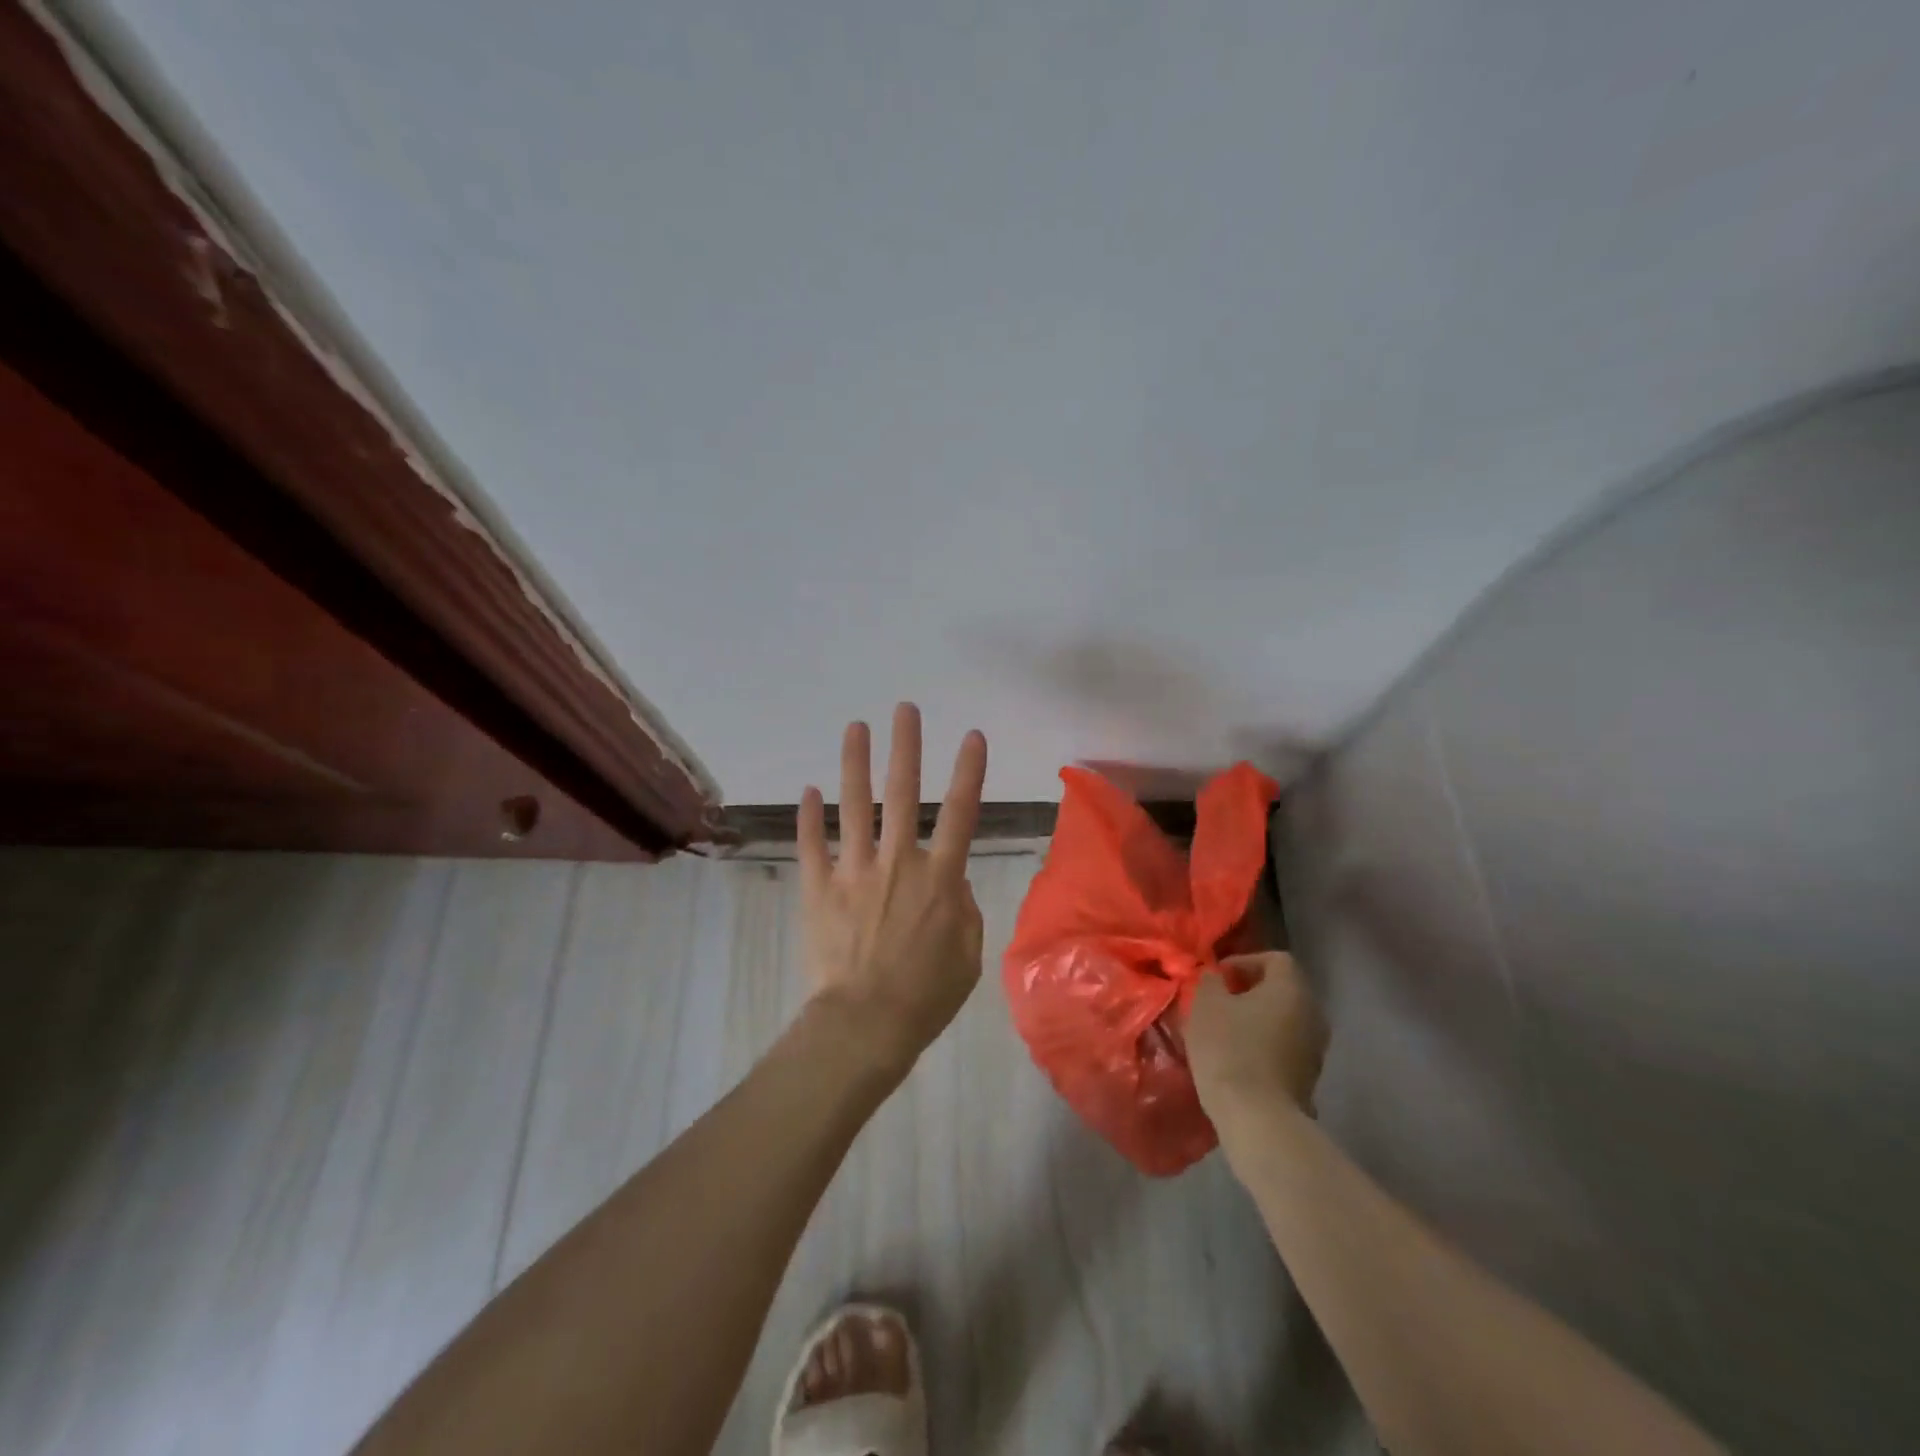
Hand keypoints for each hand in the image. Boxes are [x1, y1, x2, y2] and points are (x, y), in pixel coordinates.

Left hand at [798, 703, 988, 1078]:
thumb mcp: (968, 955)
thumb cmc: (926, 995)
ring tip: (855, 727)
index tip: (972, 736)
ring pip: (855, 806)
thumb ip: (963, 909)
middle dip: (906, 747)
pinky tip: (808, 790)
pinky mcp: (820, 888)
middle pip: (904, 793)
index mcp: (940, 877)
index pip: (962, 812)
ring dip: (856, 763)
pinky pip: (812, 844)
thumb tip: (951, 883)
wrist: (865, 1024)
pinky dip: (809, 817)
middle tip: (904, 709)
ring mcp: (855, 871)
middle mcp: (898, 861)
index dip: (969, 771)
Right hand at [1185, 951, 1328, 1126]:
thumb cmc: (1230, 1049)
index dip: (1245, 961)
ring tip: (1224, 1032)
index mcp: (1292, 990)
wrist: (1258, 1119)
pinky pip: (1285, 1048)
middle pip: (1282, 990)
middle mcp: (1313, 1014)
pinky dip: (1264, 1046)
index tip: (1219, 978)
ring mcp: (1315, 1050)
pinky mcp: (1308, 1079)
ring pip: (1284, 1021)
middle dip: (1250, 992)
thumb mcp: (1206, 1004)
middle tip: (1219, 1002)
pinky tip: (1237, 1060)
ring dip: (1256, 1020)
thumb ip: (1211, 982)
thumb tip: (1218, 978)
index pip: (1276, 959)